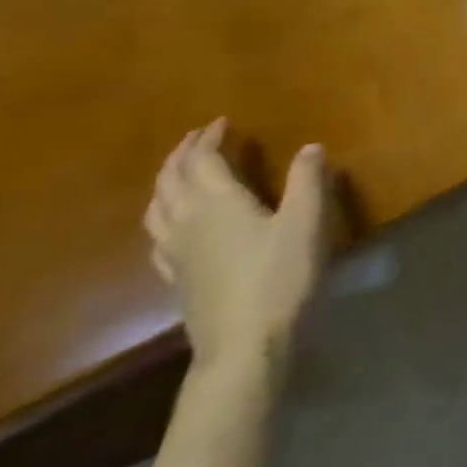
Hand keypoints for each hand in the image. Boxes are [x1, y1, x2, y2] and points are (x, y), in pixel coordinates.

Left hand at [145, 119, 332, 371]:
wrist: (244, 343)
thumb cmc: (280, 275)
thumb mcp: (307, 222)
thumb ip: (308, 181)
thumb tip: (310, 147)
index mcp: (216, 202)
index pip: (201, 160)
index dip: (208, 138)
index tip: (222, 122)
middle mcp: (186, 221)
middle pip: (171, 180)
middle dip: (182, 155)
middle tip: (198, 139)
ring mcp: (175, 253)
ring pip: (156, 208)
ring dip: (165, 183)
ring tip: (179, 174)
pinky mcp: (176, 279)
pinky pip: (157, 237)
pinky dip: (162, 216)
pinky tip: (174, 226)